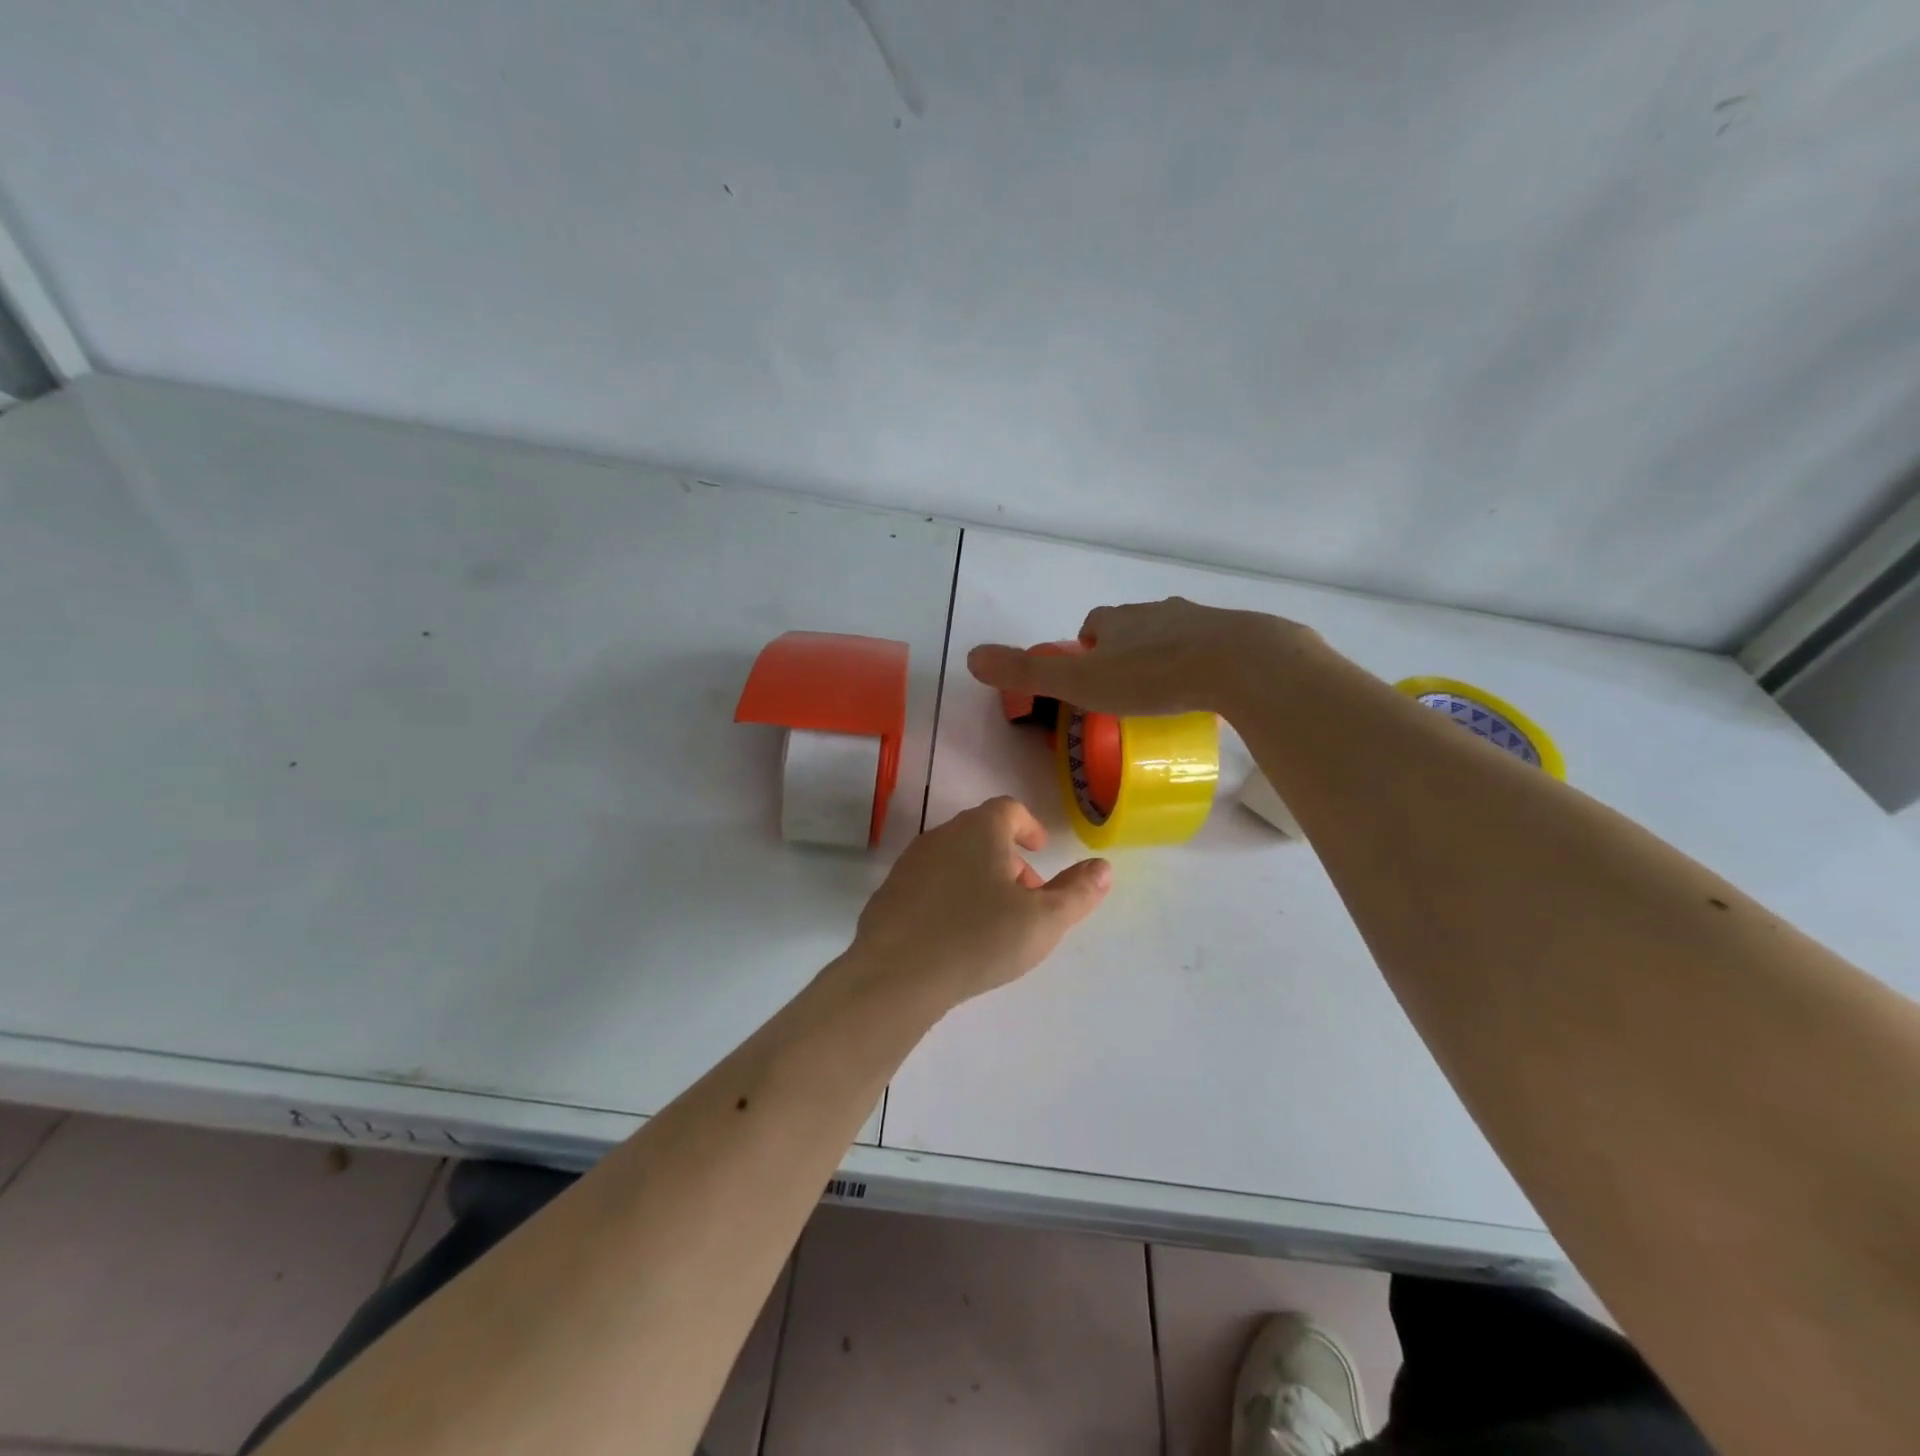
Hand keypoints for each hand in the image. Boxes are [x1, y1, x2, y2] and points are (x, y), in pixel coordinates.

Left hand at [849, 797, 1111, 1005]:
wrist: (895, 974)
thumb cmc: (978, 938)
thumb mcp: (1043, 920)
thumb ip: (1077, 892)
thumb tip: (1103, 867)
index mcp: (980, 830)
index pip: (1008, 809)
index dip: (1028, 826)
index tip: (1040, 850)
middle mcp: (941, 835)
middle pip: (980, 833)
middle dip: (1007, 858)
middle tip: (1026, 895)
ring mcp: (910, 863)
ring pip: (953, 858)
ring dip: (978, 877)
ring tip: (993, 919)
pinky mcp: (888, 893)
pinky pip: (928, 884)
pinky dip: (948, 896)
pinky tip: (954, 935)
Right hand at [966, 597, 1315, 716]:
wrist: (1239, 664)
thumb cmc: (1152, 675)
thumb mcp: (1080, 681)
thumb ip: (1028, 673)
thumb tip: (970, 657)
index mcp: (1118, 621)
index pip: (1095, 624)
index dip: (1088, 647)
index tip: (1092, 676)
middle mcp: (1157, 611)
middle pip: (1134, 627)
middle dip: (1127, 650)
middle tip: (1129, 689)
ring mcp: (1200, 620)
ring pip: (1174, 634)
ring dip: (1166, 655)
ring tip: (1168, 691)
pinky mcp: (1237, 636)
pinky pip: (1212, 647)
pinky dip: (1204, 662)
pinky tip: (1209, 688)